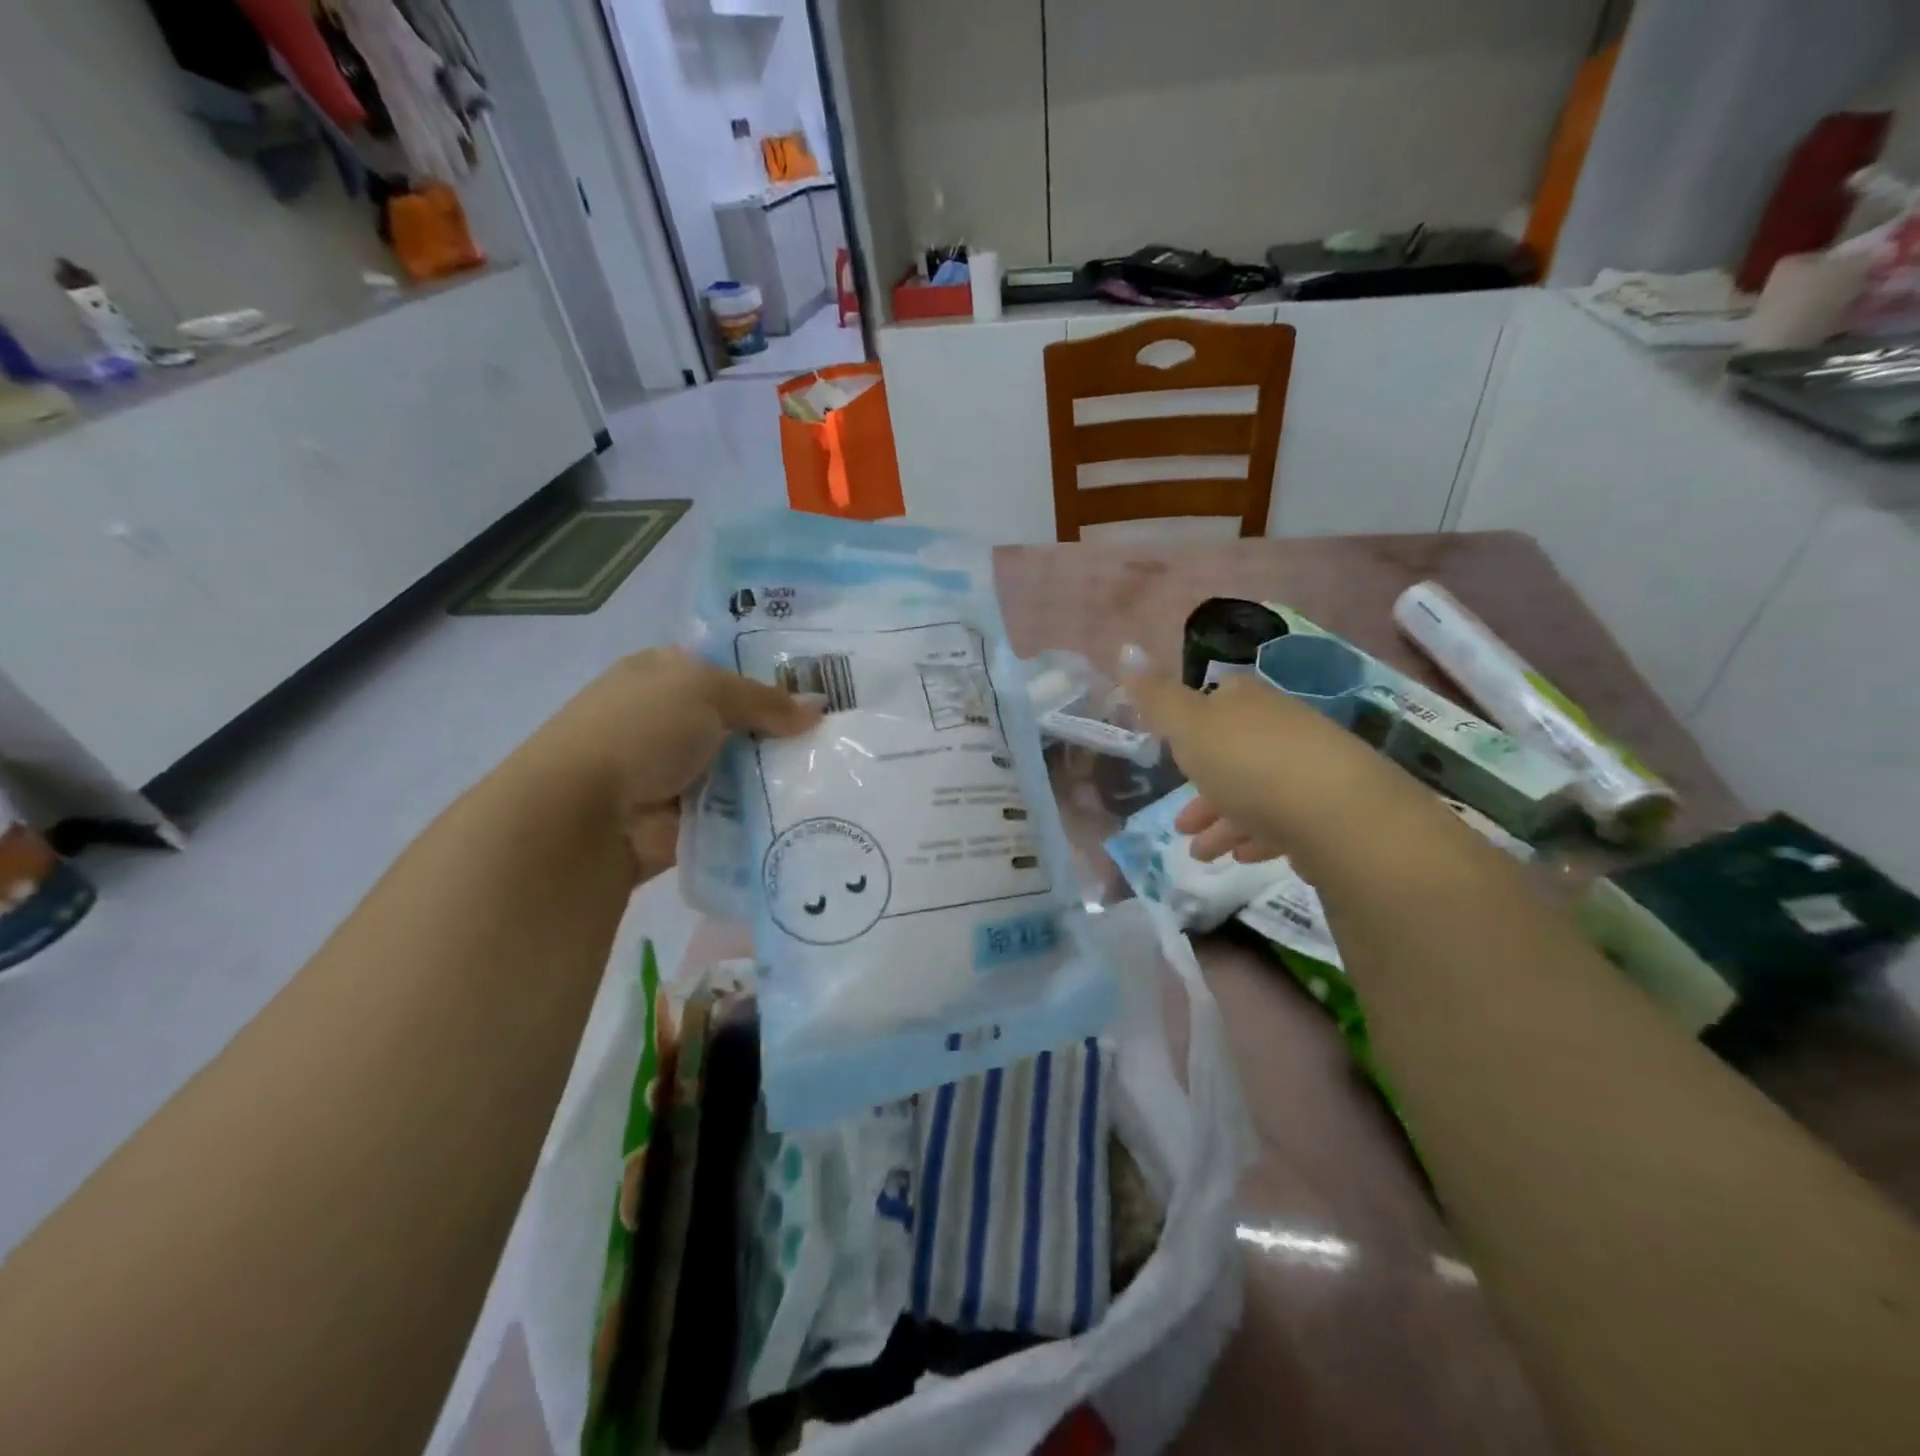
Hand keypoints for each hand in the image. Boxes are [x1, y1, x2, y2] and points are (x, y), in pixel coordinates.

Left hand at [534, 647, 818, 881]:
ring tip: (838, 777)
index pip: (725, 668)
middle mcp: (667, 722)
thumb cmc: (639, 731)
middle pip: (740, 722)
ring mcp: (675, 774)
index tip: (822, 688)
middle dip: (782, 731)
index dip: (770, 676)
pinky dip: (763, 816)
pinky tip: (810, 812)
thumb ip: (765, 700)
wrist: (583, 816)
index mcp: (662, 676)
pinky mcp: (685, 821)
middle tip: (841, 737)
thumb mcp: (705, 692)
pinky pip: (736, 814)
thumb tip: (817, 708)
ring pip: (743, 770)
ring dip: (777, 776)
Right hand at [1124, 669, 1411, 868]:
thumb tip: (1128, 653)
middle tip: (1180, 824)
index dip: (1191, 725)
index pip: (1218, 698)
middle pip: (1233, 753)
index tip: (1171, 752)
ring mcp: (1308, 768)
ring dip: (1223, 822)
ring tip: (1201, 854)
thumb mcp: (1188, 726)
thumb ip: (1157, 698)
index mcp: (1247, 701)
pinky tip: (1241, 856)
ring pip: (1255, 792)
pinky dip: (1256, 836)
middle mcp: (1280, 727)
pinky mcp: (1328, 808)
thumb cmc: (1247, 763)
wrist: (1335, 812)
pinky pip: (1282, 820)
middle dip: (1202, 788)